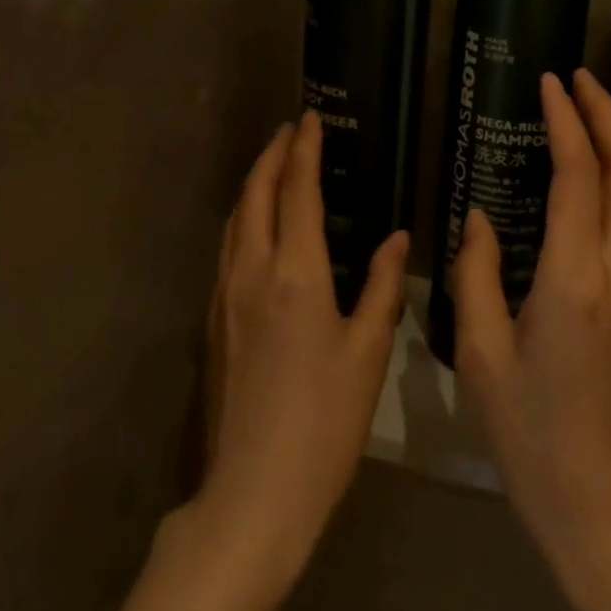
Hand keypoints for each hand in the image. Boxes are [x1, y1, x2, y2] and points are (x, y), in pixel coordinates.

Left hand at [198, 112, 406, 587]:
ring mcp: (225, 297)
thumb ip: (383, 285)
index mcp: (295, 273)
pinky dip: (245, 218)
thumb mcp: (369, 350)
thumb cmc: (325, 420)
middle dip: (272, 156)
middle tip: (291, 130)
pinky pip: (228, 248)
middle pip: (255, 195)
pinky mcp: (214, 322)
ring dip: (254, 184)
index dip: (304, 150)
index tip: (311, 119)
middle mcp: (251, 272)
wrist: (254, 492)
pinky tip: (259, 227)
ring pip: (235, 221)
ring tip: (275, 166)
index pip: (296, 191)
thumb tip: (396, 238)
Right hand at [449, 69, 610, 609]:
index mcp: (574, 281)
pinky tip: (596, 176)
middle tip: (579, 79)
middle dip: (608, 115)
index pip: (578, 176)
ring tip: (588, 112)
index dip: (566, 122)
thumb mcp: (482, 356)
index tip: (551, 83)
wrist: (604, 506)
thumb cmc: (531, 437)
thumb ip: (476, 275)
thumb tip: (478, 217)